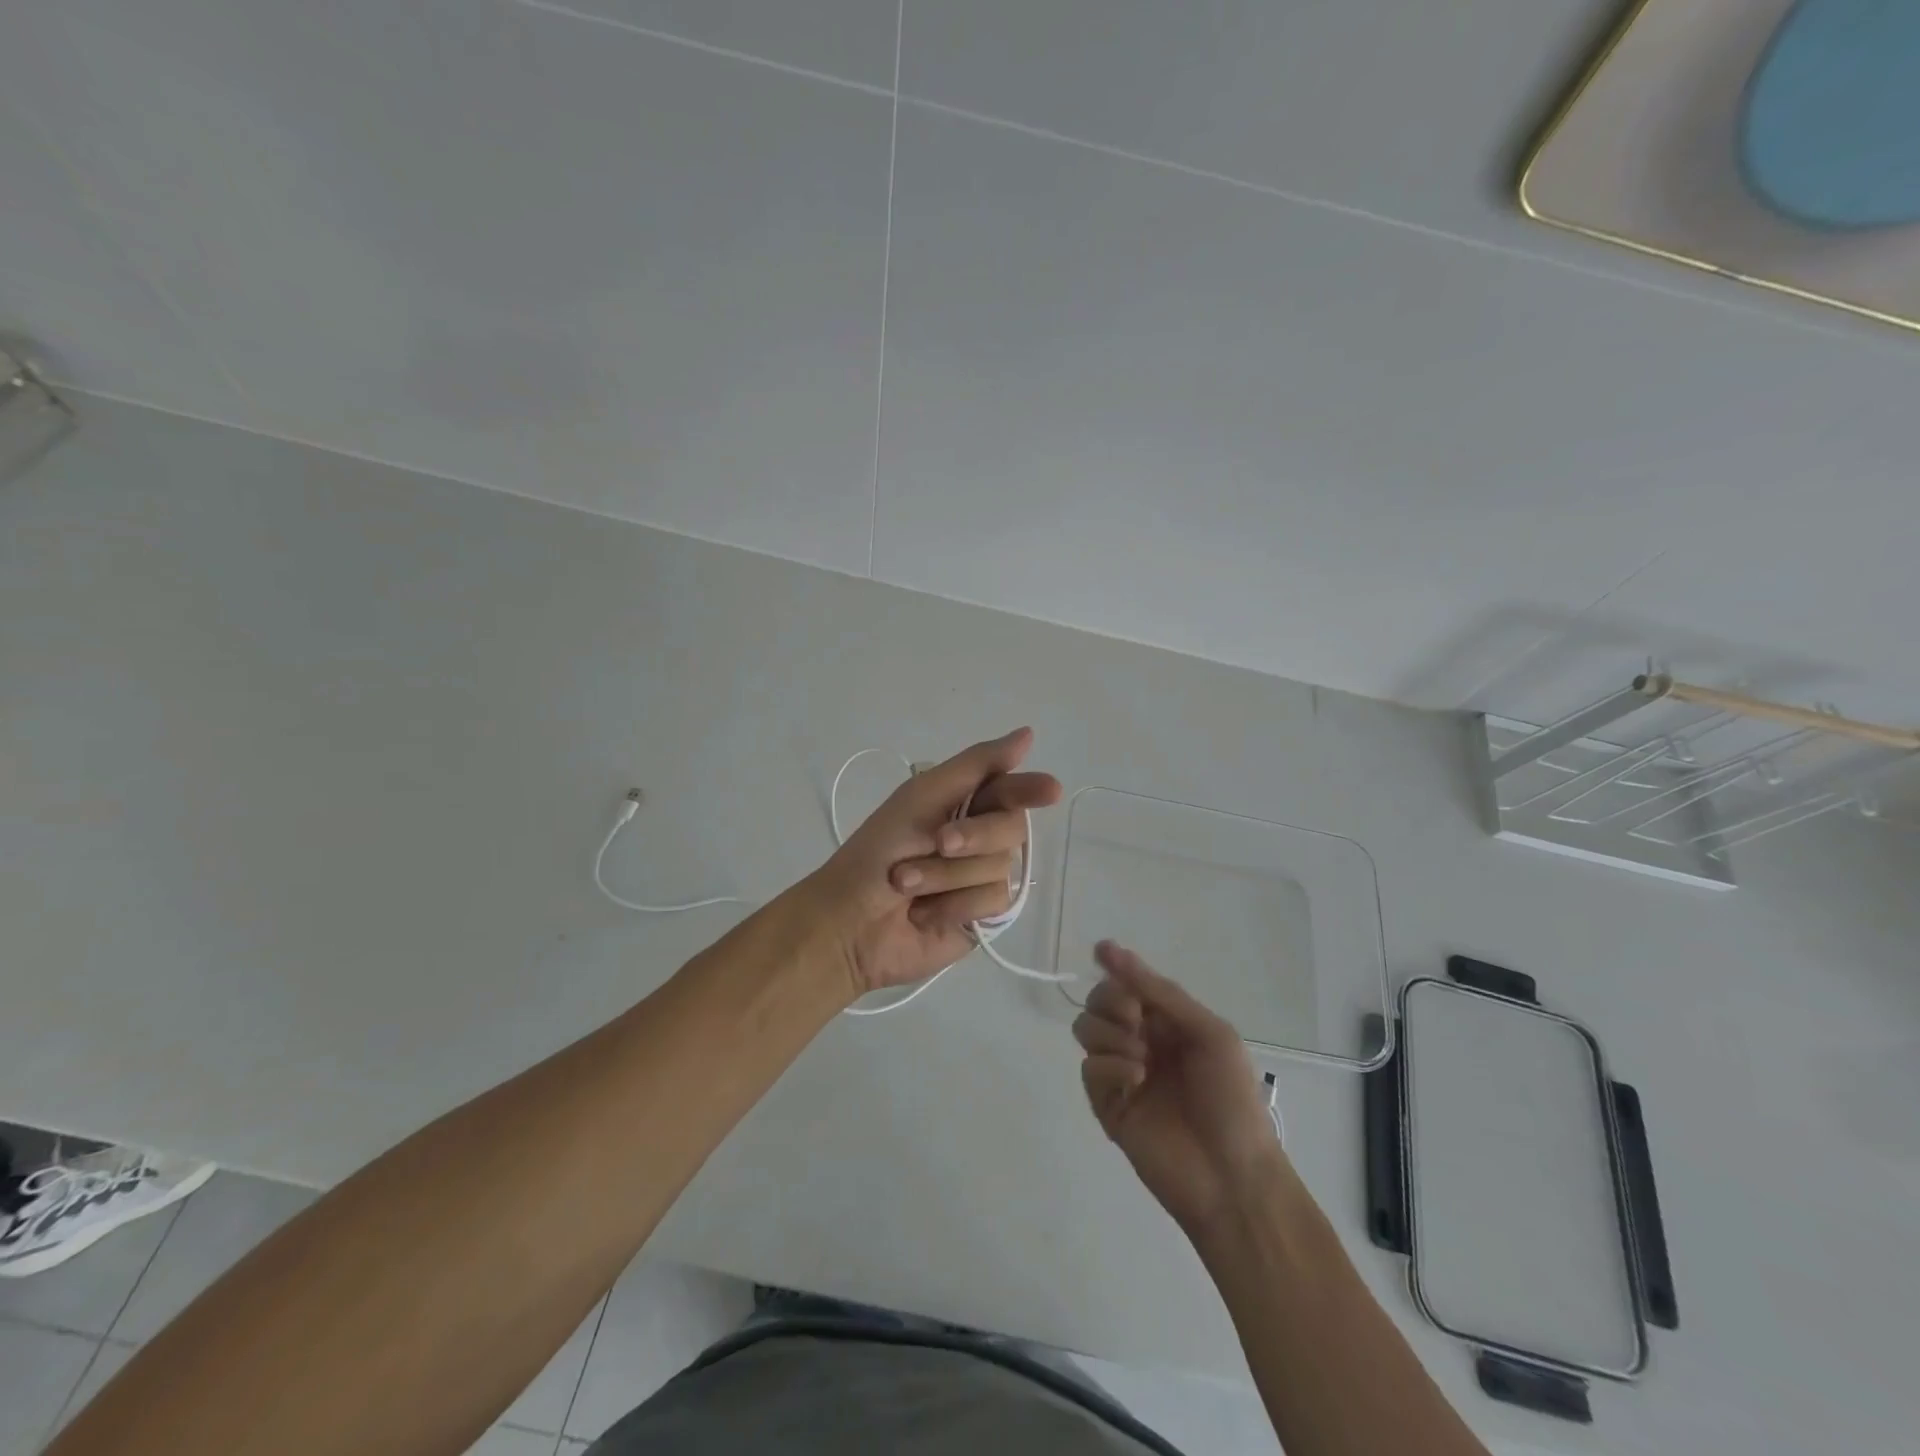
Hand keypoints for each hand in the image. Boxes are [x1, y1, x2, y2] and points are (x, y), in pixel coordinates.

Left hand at [810, 728, 1062, 998]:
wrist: (849, 921)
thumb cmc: (877, 851)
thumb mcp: (922, 796)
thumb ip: (976, 766)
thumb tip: (1028, 734)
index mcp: (963, 803)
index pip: (1009, 788)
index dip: (1030, 788)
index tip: (1049, 790)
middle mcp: (979, 837)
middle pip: (1011, 828)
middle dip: (972, 836)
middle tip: (937, 843)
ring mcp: (982, 878)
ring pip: (1000, 867)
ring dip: (947, 876)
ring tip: (907, 884)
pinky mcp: (982, 916)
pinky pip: (995, 902)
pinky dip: (955, 905)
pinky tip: (926, 913)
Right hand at [1074, 942, 1282, 1235]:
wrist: (1233, 1178)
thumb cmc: (1232, 1099)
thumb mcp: (1209, 1033)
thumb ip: (1160, 993)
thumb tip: (1109, 950)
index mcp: (1169, 1023)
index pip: (1129, 983)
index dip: (1116, 968)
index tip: (1102, 953)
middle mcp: (1141, 1042)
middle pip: (1100, 1001)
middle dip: (1111, 1001)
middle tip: (1136, 1021)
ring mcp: (1122, 1074)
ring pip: (1086, 1029)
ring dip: (1110, 1033)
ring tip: (1142, 1059)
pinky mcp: (1107, 1106)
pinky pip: (1089, 1069)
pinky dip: (1109, 1066)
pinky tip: (1136, 1081)